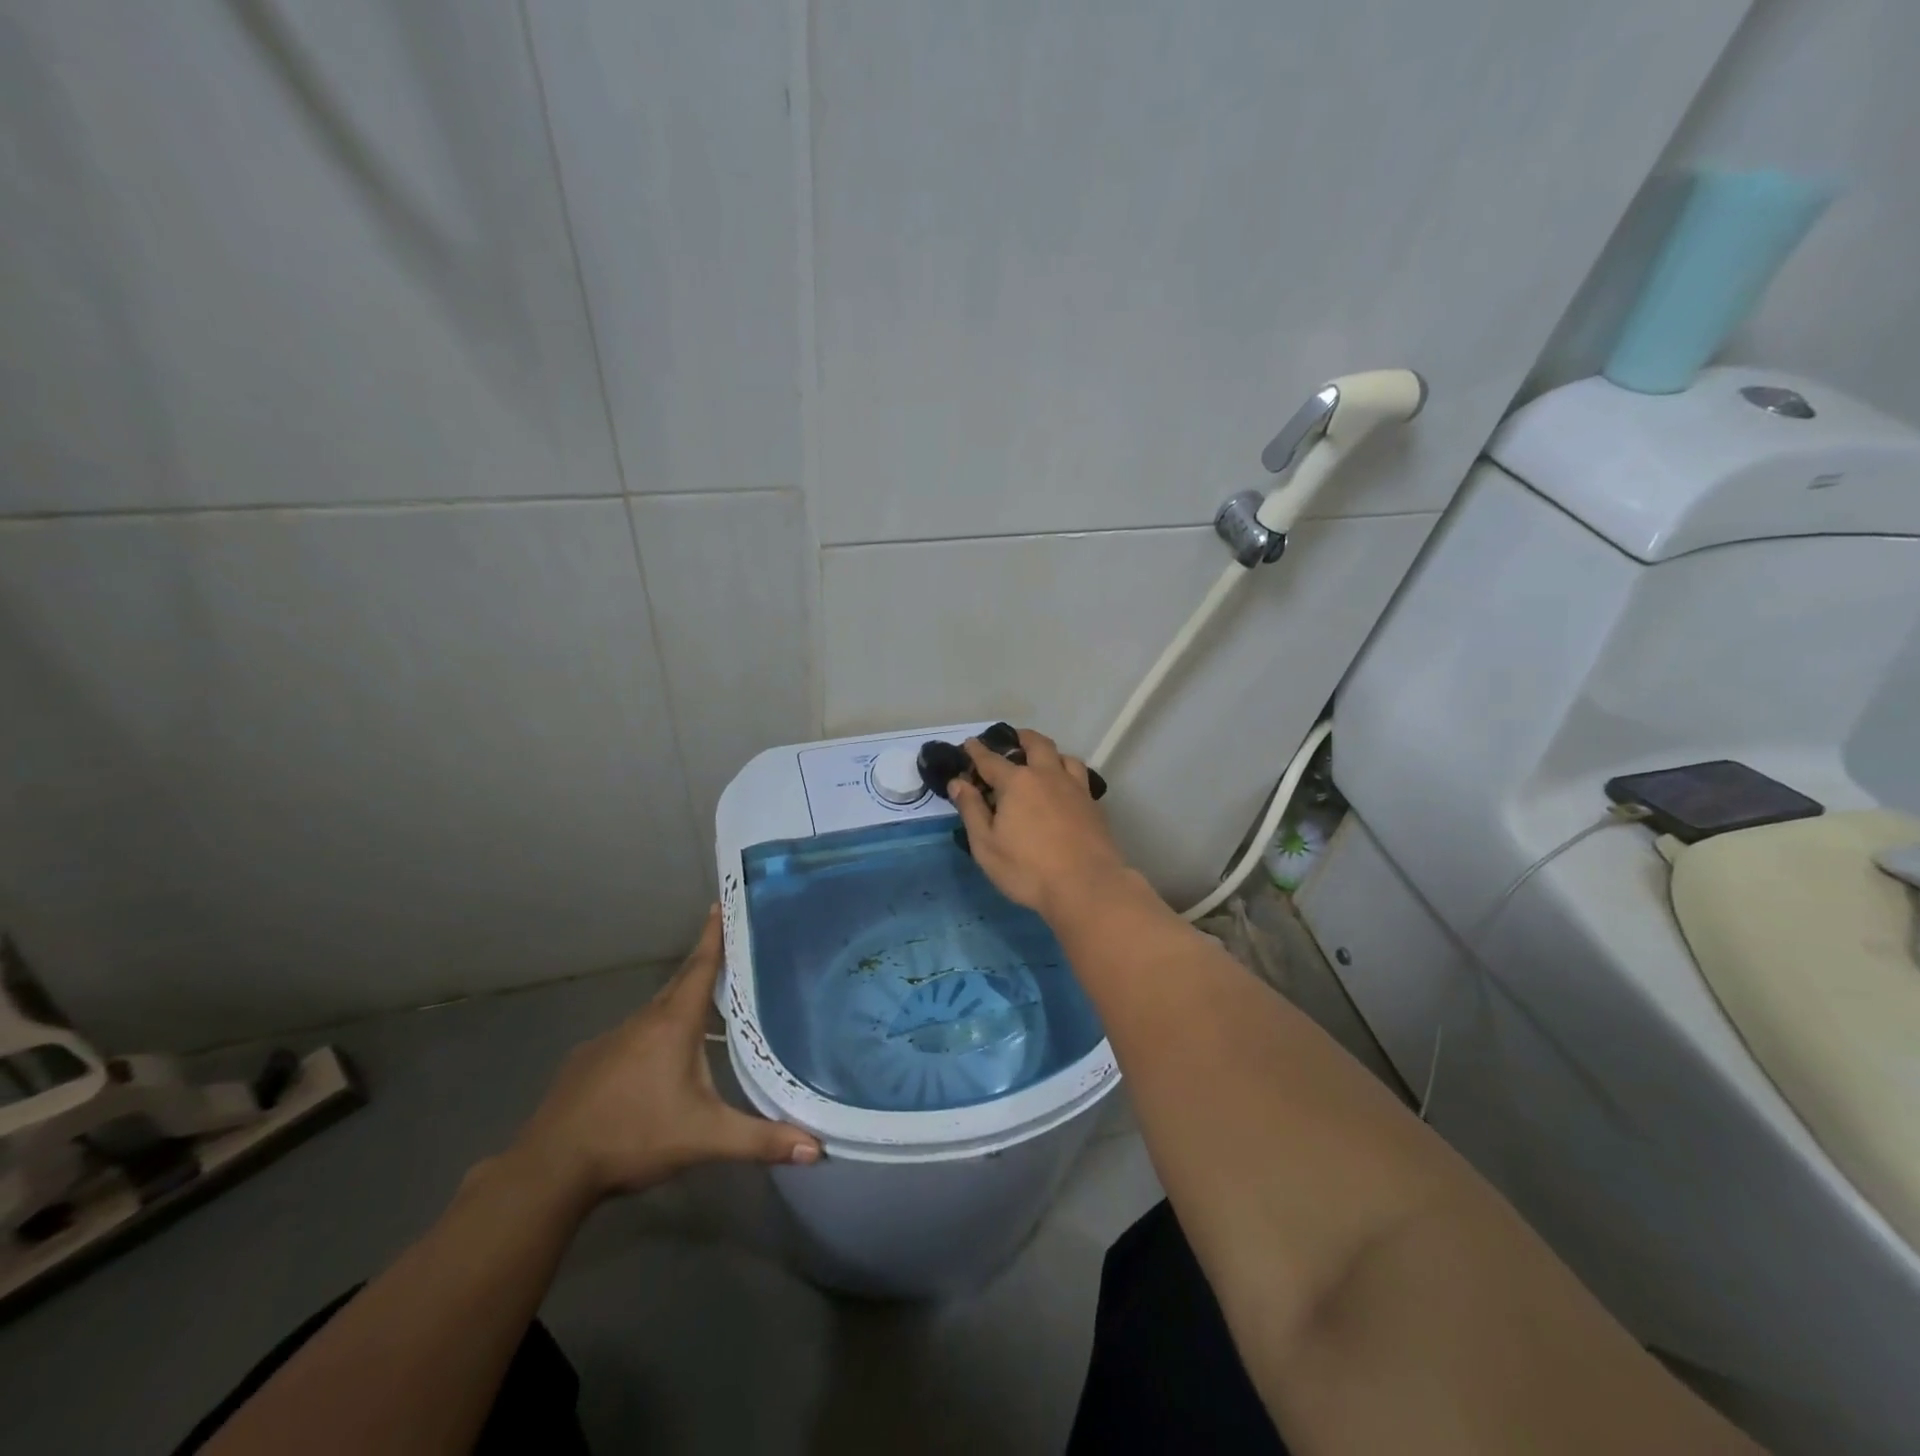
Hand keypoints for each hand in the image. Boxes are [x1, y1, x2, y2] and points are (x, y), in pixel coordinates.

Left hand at [509, 907, 820, 1204]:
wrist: (549, 1168)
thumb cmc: (634, 1137)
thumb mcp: (704, 1139)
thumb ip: (760, 1140)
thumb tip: (817, 1148)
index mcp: (673, 1024)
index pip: (701, 966)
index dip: (714, 935)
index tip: (722, 902)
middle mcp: (642, 1021)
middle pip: (680, 984)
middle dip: (703, 965)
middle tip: (727, 951)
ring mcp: (610, 1039)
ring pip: (653, 1013)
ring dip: (677, 1006)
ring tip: (701, 1015)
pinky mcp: (586, 1062)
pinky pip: (629, 1038)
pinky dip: (648, 1038)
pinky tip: (653, 1066)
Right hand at [947, 728, 1142, 921]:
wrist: (1087, 886)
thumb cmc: (1028, 869)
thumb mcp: (986, 845)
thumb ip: (971, 810)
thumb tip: (958, 782)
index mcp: (1017, 782)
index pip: (991, 759)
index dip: (976, 751)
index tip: (968, 744)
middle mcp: (1048, 775)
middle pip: (1035, 744)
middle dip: (1020, 738)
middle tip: (1011, 740)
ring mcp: (1075, 788)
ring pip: (1064, 756)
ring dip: (1049, 753)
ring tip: (1041, 762)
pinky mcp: (1093, 804)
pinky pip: (1079, 776)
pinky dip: (1067, 773)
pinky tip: (1064, 788)